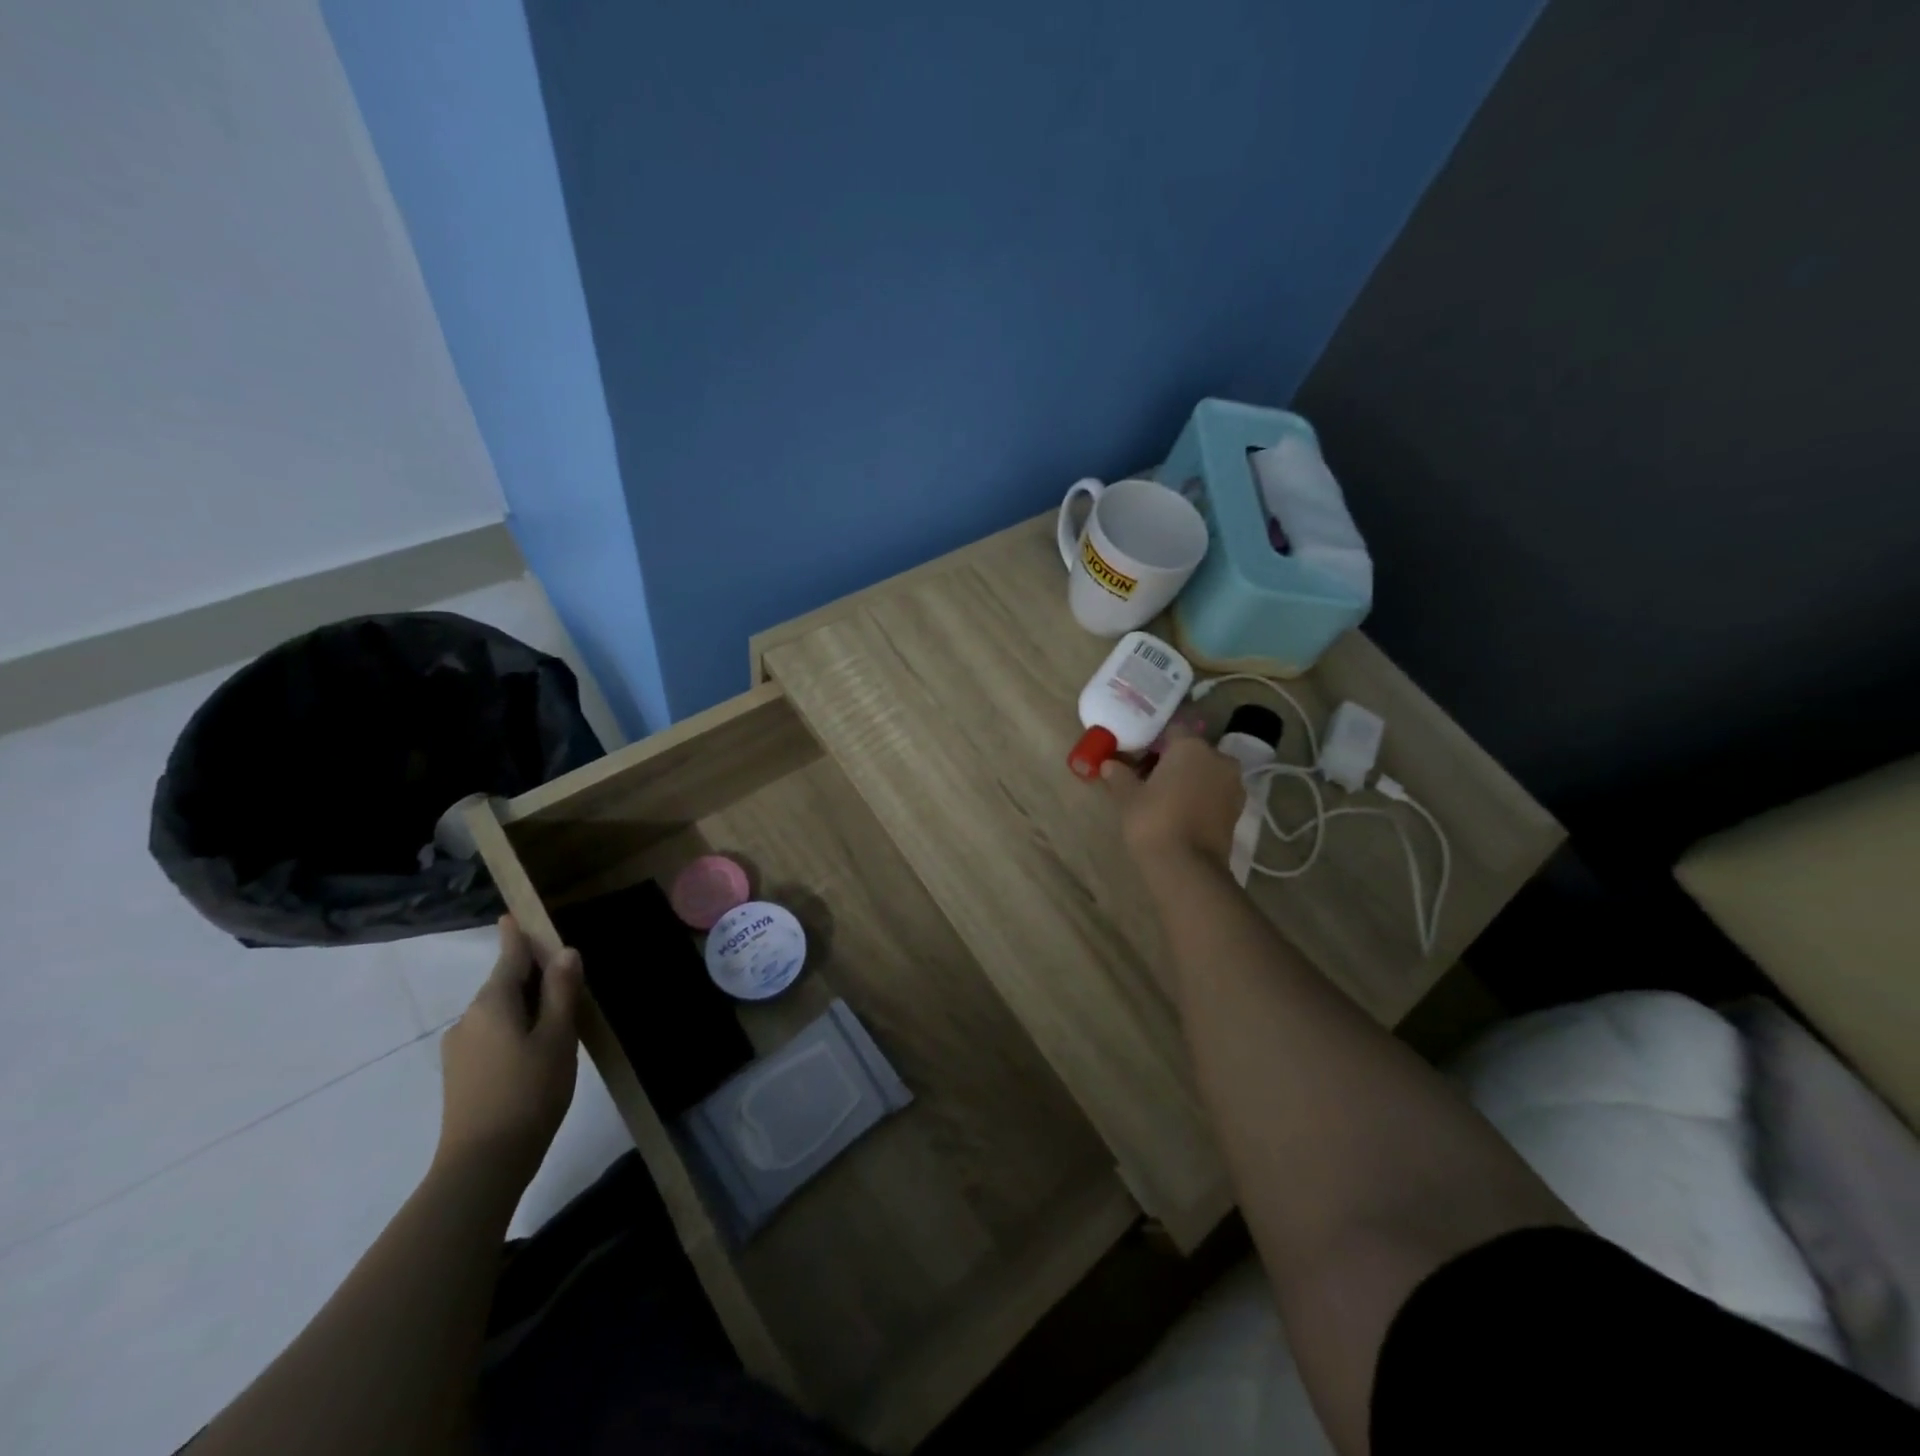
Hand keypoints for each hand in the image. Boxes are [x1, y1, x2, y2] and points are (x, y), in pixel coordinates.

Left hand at [434, 916, 582, 1186]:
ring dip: (525, 1007)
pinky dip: (514, 1030)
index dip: (515, 936)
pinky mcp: (460, 1075)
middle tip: (565, 977)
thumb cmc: (529, 1092)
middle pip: (503, 985)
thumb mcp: (557, 1037)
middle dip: (530, 976)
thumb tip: (565, 952)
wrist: (482, 1164)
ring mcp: (459, 1049)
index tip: (513, 916)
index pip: (508, 957)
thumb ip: (561, 991)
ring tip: (558, 1020)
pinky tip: (536, 1051)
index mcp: (492, 1003)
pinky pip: (491, 1035)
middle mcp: (468, 1019)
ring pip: (498, 1013)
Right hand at [1100, 725, 1245, 869]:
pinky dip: (1200, 797)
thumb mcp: (1128, 796)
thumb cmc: (1153, 821)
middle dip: (1172, 760)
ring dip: (1188, 779)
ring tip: (1163, 797)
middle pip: (1191, 751)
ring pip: (1205, 772)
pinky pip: (1214, 792)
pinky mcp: (1238, 810)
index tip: (1137, 755)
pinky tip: (1180, 811)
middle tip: (1147, 777)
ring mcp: (1233, 785)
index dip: (1153, 741)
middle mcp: (1218, 758)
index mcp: (1191, 746)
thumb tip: (1109, 764)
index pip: (1172, 730)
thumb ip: (1119, 775)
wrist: (1187, 867)